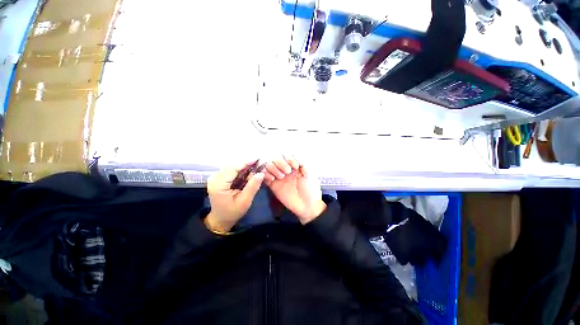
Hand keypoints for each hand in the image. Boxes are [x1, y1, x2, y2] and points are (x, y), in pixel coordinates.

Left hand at [206, 162, 264, 232]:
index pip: (233, 168)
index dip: (246, 162)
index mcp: (219, 184)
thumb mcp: (245, 201)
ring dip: (245, 167)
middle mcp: (215, 178)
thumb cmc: (232, 212)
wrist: (220, 219)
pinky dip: (241, 171)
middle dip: (247, 165)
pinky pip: (232, 171)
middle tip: (260, 165)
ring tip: (257, 168)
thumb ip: (252, 186)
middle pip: (233, 166)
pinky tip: (249, 173)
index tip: (258, 159)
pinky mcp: (219, 178)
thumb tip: (261, 173)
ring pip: (233, 167)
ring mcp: (216, 177)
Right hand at [264, 156, 326, 223]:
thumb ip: (302, 163)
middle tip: (287, 172)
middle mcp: (284, 169)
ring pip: (268, 165)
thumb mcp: (310, 174)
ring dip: (273, 168)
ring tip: (281, 177)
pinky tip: (272, 179)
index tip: (295, 167)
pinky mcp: (272, 185)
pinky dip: (265, 174)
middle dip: (280, 162)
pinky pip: (264, 176)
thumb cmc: (311, 190)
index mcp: (294, 165)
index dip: (288, 158)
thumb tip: (293, 156)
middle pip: (274, 157)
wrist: (307, 207)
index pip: (285, 154)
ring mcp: (278, 176)